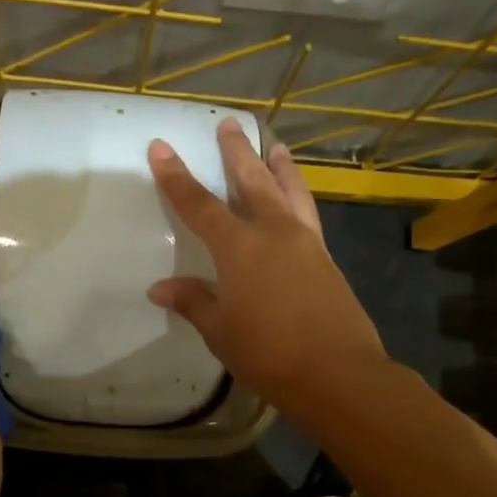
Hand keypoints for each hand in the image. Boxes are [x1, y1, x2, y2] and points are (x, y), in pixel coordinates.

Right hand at [148, 118, 385, 412]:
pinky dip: (298, 196)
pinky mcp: (326, 259)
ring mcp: (306, 243)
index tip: (162, 147)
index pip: (199, 205)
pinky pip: (308, 213)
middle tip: (229, 124)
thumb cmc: (268, 352)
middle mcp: (274, 232)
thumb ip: (193, 302)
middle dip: (237, 152)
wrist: (337, 372)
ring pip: (290, 190)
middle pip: (252, 181)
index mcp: (239, 247)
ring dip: (279, 166)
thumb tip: (160, 289)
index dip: (177, 177)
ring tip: (276, 146)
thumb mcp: (220, 331)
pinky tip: (296, 200)